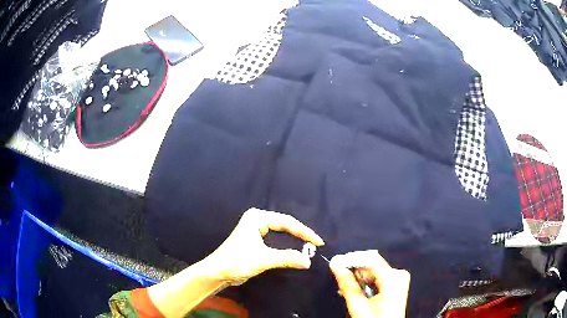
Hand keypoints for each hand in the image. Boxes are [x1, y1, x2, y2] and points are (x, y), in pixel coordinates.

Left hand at [206, 208, 323, 284]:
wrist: (218, 272)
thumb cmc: (236, 261)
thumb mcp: (263, 259)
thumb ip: (286, 258)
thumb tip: (308, 261)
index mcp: (257, 218)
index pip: (287, 222)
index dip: (304, 232)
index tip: (318, 242)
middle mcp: (257, 220)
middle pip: (285, 225)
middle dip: (301, 234)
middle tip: (316, 244)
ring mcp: (256, 230)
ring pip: (282, 233)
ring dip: (295, 240)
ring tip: (310, 246)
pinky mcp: (257, 240)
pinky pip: (277, 240)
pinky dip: (287, 245)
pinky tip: (296, 250)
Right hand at [330, 250, 409, 317]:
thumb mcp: (359, 305)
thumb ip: (347, 285)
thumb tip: (338, 267)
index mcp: (393, 278)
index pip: (370, 258)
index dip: (351, 259)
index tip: (336, 262)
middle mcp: (398, 276)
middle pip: (371, 265)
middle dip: (353, 271)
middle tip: (340, 278)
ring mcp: (398, 280)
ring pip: (372, 271)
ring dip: (357, 278)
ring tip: (345, 288)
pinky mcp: (395, 285)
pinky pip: (377, 277)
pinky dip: (364, 282)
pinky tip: (355, 290)